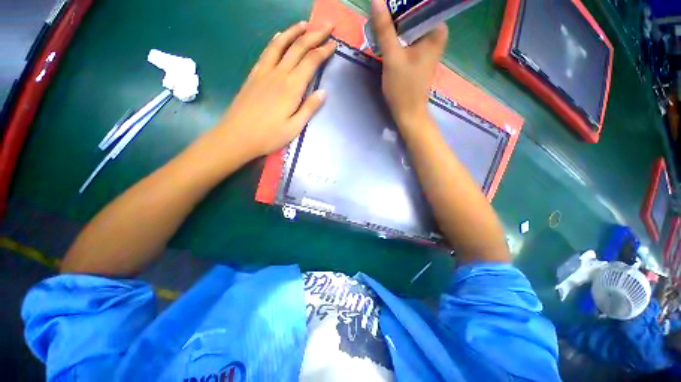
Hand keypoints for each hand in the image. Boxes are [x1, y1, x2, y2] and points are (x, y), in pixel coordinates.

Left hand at [211, 22, 335, 161]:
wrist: (237, 136)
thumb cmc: (269, 136)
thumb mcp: (295, 128)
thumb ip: (309, 108)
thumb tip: (323, 92)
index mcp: (292, 88)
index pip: (311, 62)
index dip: (324, 50)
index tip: (334, 43)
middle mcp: (279, 74)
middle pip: (298, 47)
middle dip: (314, 34)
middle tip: (327, 26)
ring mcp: (264, 72)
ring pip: (281, 44)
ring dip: (294, 32)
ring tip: (305, 24)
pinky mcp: (254, 74)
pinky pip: (267, 52)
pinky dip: (276, 41)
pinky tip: (280, 36)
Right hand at [370, 0, 447, 127]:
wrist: (408, 112)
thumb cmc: (403, 88)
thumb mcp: (392, 57)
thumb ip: (384, 29)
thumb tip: (376, 0)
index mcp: (436, 29)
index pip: (420, 3)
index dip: (400, 3)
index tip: (385, 4)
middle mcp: (435, 33)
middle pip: (413, 13)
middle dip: (395, 14)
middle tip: (379, 14)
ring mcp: (428, 44)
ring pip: (409, 25)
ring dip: (394, 24)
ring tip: (379, 24)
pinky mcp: (419, 53)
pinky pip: (407, 36)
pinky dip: (396, 36)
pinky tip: (385, 37)